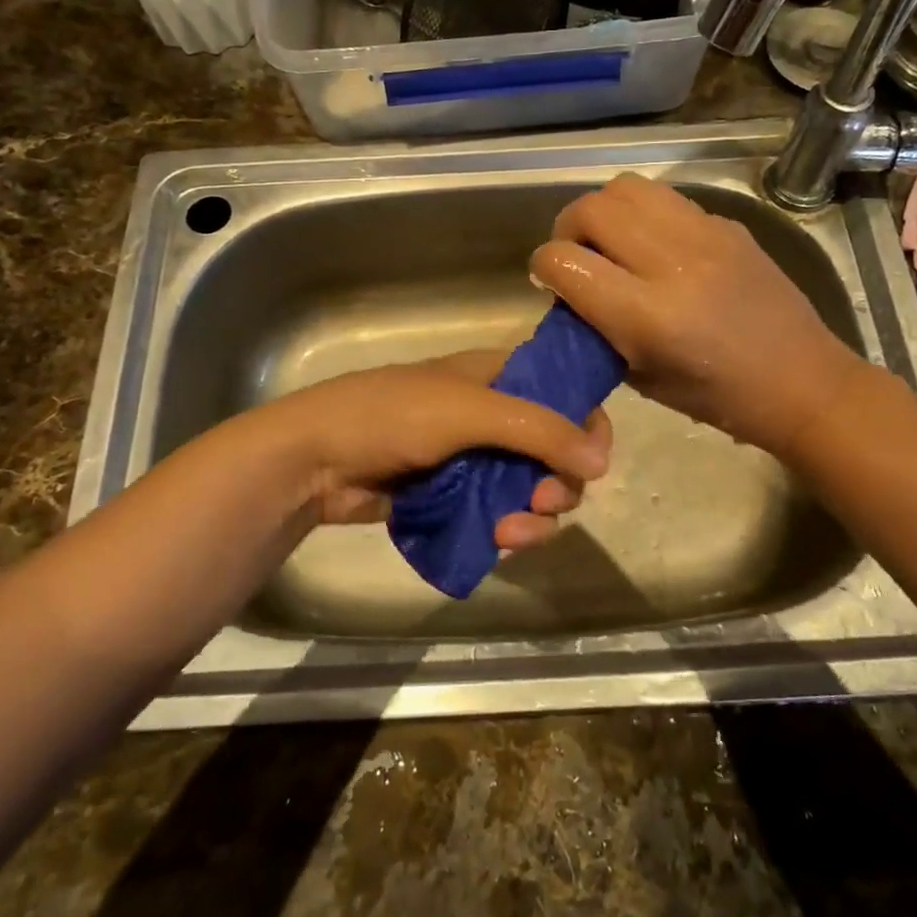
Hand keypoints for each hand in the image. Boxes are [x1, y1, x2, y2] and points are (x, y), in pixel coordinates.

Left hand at [260, 351, 612, 548]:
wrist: (314, 458)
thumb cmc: (390, 415)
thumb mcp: (468, 411)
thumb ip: (538, 430)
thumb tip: (602, 461)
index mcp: (499, 376)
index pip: (565, 391)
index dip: (586, 423)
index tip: (591, 460)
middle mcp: (494, 414)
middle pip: (555, 449)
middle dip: (558, 481)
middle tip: (542, 501)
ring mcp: (475, 458)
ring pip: (531, 488)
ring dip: (534, 515)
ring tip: (510, 532)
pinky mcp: (456, 496)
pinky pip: (501, 513)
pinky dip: (508, 528)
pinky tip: (497, 541)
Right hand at [532, 175, 866, 458]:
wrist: (802, 381)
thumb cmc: (718, 398)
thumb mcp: (641, 378)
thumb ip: (598, 329)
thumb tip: (570, 292)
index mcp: (648, 316)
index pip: (565, 262)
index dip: (544, 267)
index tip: (549, 281)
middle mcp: (672, 264)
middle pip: (591, 209)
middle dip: (567, 229)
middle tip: (576, 256)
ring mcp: (704, 236)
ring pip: (626, 187)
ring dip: (604, 211)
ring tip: (611, 241)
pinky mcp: (727, 224)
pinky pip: (666, 198)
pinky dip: (644, 214)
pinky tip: (654, 245)